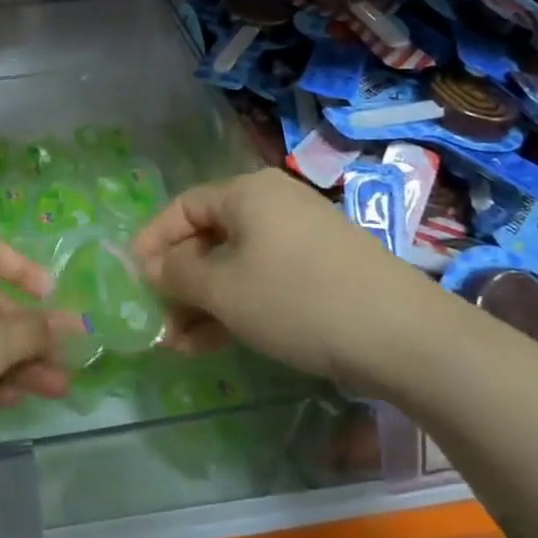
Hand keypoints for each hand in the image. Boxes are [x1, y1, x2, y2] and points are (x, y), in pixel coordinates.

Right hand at [131, 168, 439, 387]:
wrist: (405, 337)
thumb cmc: (297, 300)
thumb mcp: (224, 290)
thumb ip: (177, 275)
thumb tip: (151, 267)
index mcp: (247, 193)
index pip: (183, 207)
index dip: (153, 241)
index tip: (132, 276)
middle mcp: (274, 204)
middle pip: (210, 237)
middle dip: (180, 281)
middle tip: (159, 318)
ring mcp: (303, 236)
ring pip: (237, 264)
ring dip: (206, 301)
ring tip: (181, 344)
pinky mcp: (325, 269)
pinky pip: (266, 279)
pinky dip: (239, 305)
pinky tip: (218, 342)